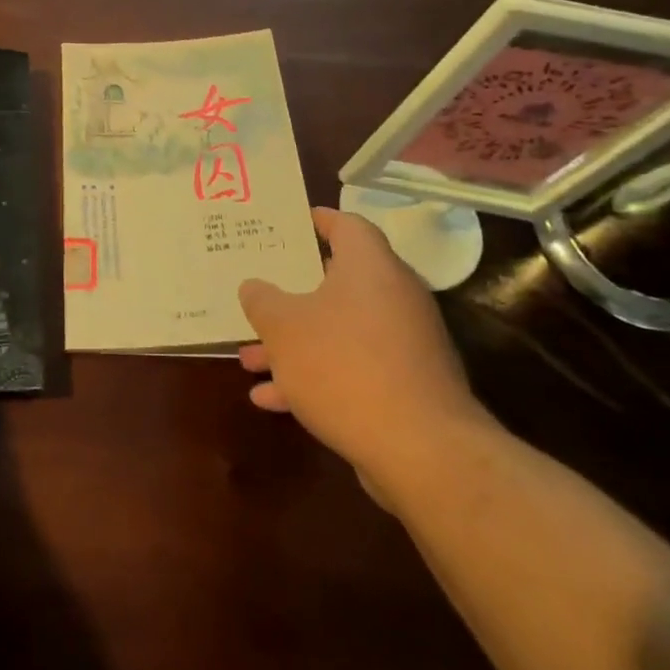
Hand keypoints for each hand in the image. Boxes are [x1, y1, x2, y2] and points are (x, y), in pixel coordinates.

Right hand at [238, 207, 490, 500]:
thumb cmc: (343, 366)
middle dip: (292, 295)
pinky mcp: (406, 386)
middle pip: (338, 283)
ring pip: (339, 331)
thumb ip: (262, 301)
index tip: (292, 221)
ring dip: (295, 344)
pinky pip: (352, 368)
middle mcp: (394, 297)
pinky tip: (272, 400)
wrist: (420, 449)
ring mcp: (404, 344)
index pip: (347, 225)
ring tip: (249, 359)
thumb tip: (254, 287)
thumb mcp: (283, 327)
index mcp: (370, 267)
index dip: (318, 220)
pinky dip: (315, 378)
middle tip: (260, 290)